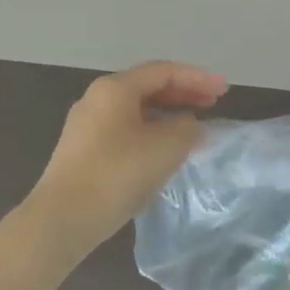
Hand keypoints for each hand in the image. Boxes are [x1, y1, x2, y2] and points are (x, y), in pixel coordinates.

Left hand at [26, 61, 226, 252]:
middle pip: (148, 87)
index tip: (224, 90)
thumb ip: (187, 129)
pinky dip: (151, 132)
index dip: (198, 77)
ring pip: (136, 110)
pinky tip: (165, 151)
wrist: (65, 216)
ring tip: (194, 128)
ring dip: (168, 115)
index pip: (164, 72)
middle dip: (183, 93)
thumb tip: (189, 125)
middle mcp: (97, 99)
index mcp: (115, 88)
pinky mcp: (84, 151)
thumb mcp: (166, 147)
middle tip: (213, 103)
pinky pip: (126, 130)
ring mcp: (87, 125)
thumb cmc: (118, 173)